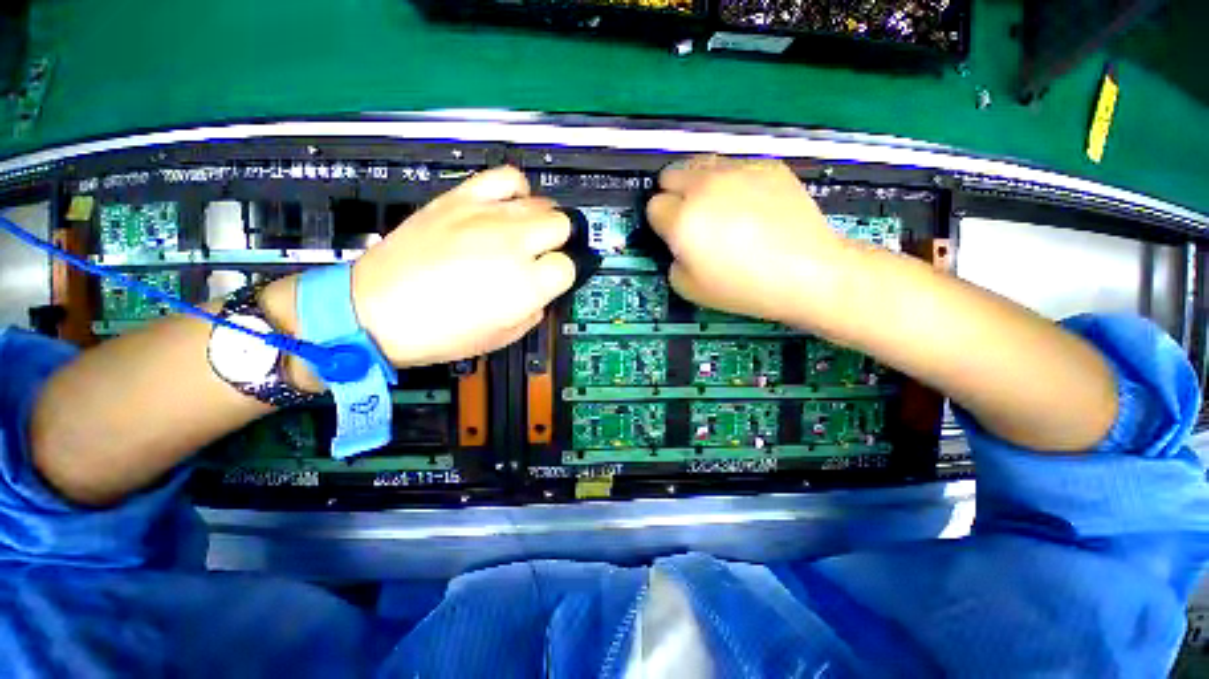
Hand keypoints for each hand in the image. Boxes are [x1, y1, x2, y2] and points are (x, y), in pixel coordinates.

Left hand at [350, 166, 573, 367]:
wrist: (376, 310)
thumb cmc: (441, 333)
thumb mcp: (503, 336)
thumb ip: (534, 310)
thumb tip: (542, 291)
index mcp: (527, 285)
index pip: (569, 267)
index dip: (564, 274)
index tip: (555, 278)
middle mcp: (514, 245)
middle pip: (561, 226)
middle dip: (558, 242)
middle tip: (543, 254)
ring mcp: (487, 217)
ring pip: (540, 202)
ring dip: (542, 219)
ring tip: (529, 231)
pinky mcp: (461, 199)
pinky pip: (506, 177)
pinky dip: (516, 189)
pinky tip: (510, 204)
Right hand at [646, 156, 854, 327]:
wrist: (806, 272)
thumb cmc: (742, 287)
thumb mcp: (689, 288)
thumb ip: (673, 260)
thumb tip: (679, 244)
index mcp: (682, 219)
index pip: (653, 207)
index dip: (662, 224)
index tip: (675, 237)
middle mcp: (703, 186)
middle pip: (670, 174)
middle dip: (673, 195)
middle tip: (692, 217)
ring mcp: (737, 170)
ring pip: (700, 162)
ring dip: (698, 182)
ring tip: (717, 205)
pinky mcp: (765, 165)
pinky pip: (735, 165)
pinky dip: (733, 181)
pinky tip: (751, 203)